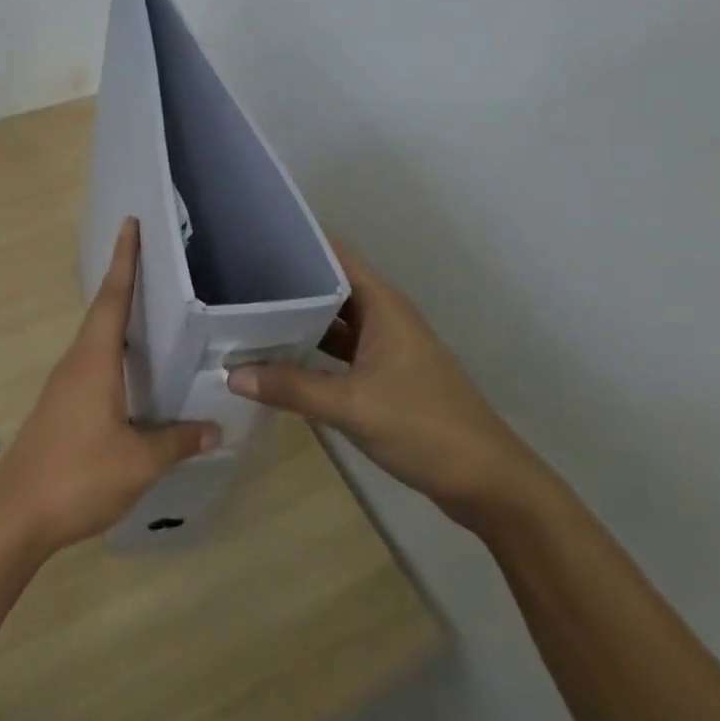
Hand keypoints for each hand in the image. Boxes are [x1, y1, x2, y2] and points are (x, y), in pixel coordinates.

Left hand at [0, 218, 220, 554]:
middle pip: (102, 312)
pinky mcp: (59, 407)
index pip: (113, 299)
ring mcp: (62, 386)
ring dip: (117, 318)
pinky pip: (91, 364)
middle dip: (124, 282)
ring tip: (149, 310)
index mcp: (93, 362)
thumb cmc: (78, 477)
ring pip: (95, 340)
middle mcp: (75, 364)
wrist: (16, 515)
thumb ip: (177, 441)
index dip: (124, 261)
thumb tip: (214, 427)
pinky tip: (130, 372)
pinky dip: (112, 352)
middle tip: (151, 260)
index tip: (130, 225)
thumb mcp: (138, 462)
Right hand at [227, 243, 538, 527]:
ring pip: (336, 323)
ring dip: (299, 320)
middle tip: (237, 280)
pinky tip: (280, 359)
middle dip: (289, 283)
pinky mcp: (386, 378)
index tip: (254, 238)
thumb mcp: (351, 405)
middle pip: (332, 288)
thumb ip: (291, 387)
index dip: (299, 243)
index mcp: (384, 307)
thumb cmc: (424, 427)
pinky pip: (341, 352)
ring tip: (249, 315)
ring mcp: (387, 349)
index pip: (336, 257)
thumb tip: (232, 374)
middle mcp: (386, 318)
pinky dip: (313, 351)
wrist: (487, 482)